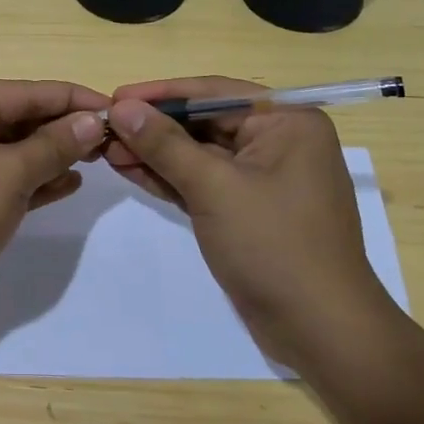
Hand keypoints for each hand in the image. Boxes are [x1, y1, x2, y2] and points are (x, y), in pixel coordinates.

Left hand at [0, 80, 109, 330]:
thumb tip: (93, 120)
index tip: (121, 112)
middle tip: (113, 144)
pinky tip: (65, 185)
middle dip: (64, 130)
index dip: (77, 101)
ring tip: (96, 162)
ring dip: (50, 155)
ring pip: (10, 148)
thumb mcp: (9, 175)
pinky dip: (28, 179)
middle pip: (20, 117)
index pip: (31, 91)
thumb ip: (54, 145)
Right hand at [104, 77, 398, 368]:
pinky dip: (168, 177)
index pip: (213, 93)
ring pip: (198, 153)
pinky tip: (129, 169)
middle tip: (104, 128)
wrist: (320, 330)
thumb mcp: (214, 187)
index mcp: (286, 122)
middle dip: (153, 126)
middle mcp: (277, 141)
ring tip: (106, 149)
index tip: (115, 96)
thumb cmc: (274, 245)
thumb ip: (164, 144)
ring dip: (154, 152)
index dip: (160, 94)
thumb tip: (121, 106)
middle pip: (204, 121)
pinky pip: (202, 181)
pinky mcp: (246, 209)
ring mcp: (262, 178)